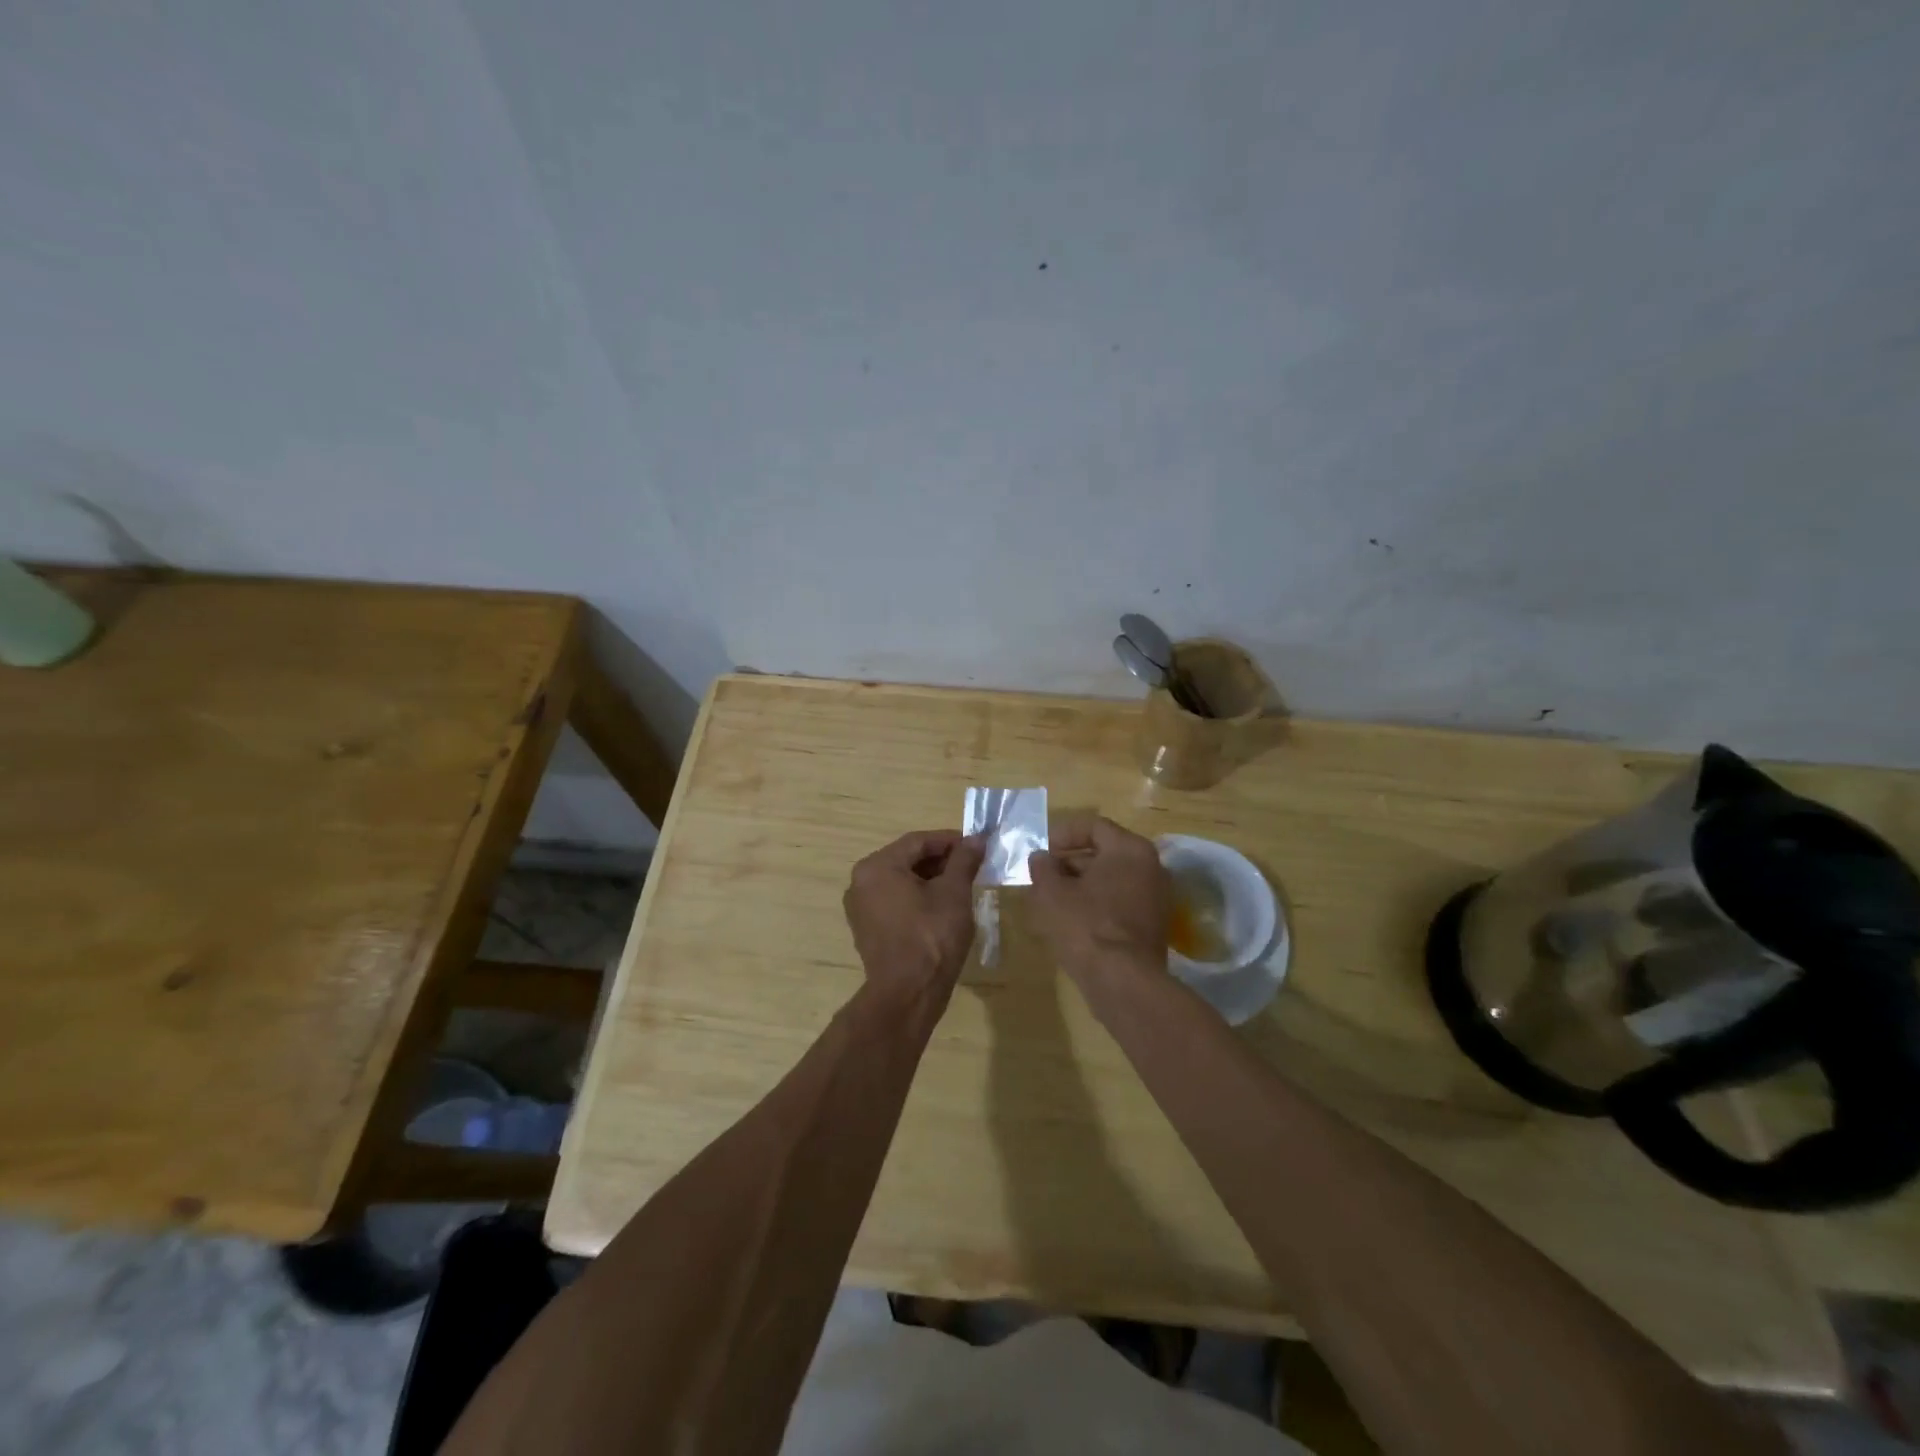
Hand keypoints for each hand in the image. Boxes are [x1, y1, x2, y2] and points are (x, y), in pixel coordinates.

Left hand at [843, 830, 984, 1003]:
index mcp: (877, 866)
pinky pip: (894, 901)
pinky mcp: (867, 929)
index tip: (976, 845)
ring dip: (930, 879)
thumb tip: (976, 839)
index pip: (918, 841)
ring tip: (961, 886)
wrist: (908, 994)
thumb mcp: (954, 893)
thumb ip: (964, 861)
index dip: (950, 840)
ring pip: (900, 881)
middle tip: (972, 866)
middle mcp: (861, 882)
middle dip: (941, 860)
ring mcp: (860, 908)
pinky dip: (917, 898)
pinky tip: (942, 908)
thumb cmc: (931, 936)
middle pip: (907, 859)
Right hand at [1029, 815, 1169, 989]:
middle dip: (1071, 862)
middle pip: (1105, 853)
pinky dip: (1098, 904)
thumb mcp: (1051, 892)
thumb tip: (1041, 857)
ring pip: (1112, 880)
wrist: (1123, 981)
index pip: (1094, 827)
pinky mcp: (1153, 925)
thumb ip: (1043, 868)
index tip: (1042, 851)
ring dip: (1082, 885)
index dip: (1063, 835)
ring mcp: (1156, 898)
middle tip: (1044, 876)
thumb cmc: (1085, 925)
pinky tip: (1073, 921)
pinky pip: (1121, 902)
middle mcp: (1151, 867)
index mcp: (1130, 849)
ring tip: (1053, 900)